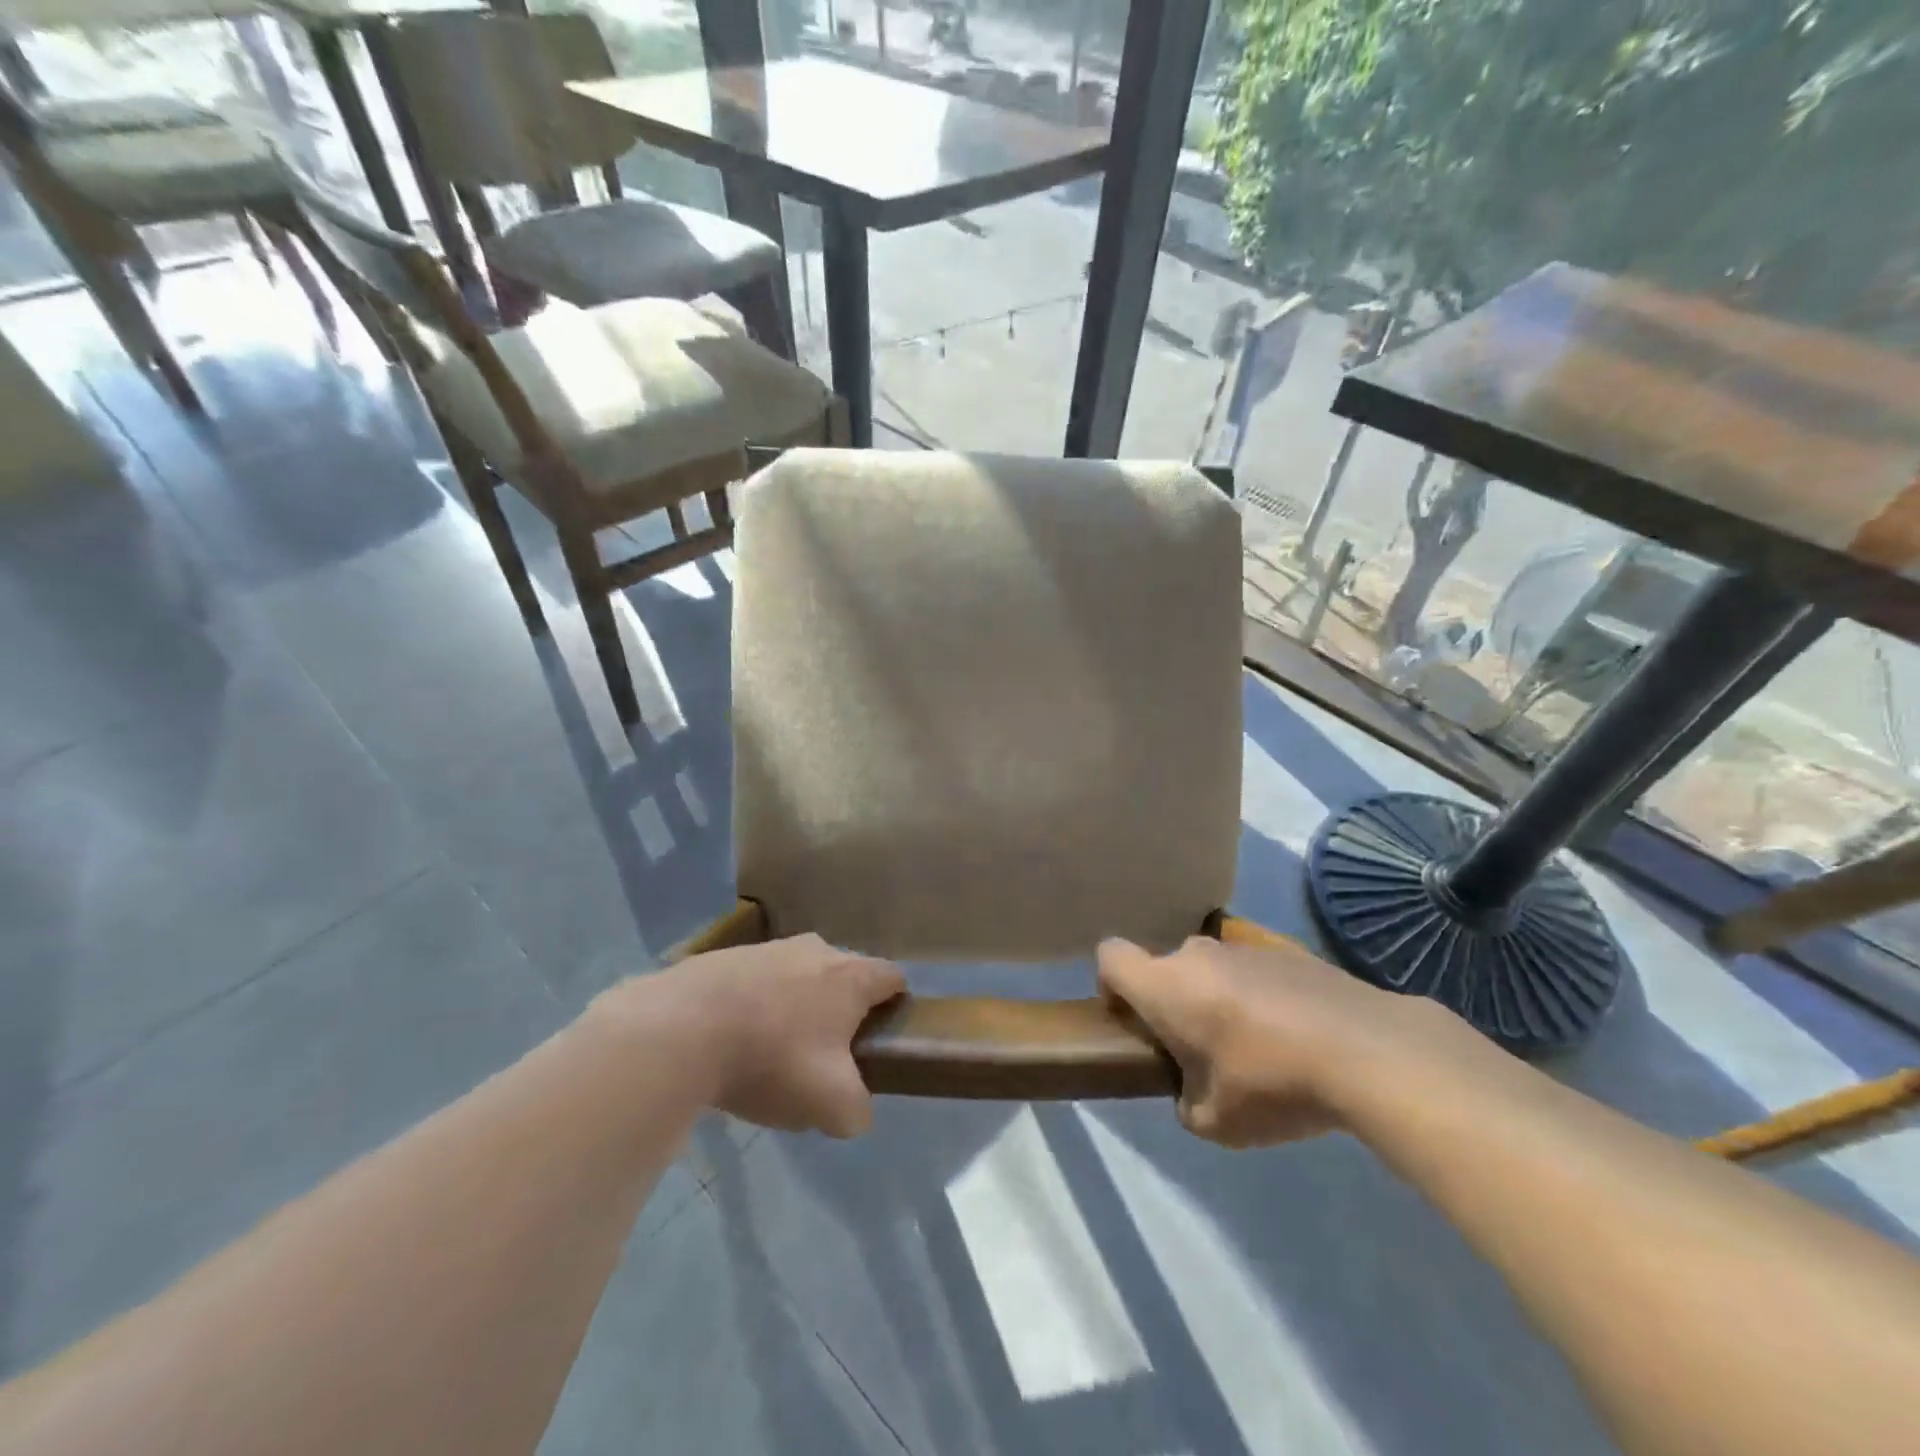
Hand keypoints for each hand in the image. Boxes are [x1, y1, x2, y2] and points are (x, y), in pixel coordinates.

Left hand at [628, 934, 904, 1137]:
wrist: (683, 1028)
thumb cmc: (772, 1059)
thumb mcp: (830, 1104)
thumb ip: (857, 1110)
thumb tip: (855, 1111)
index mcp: (851, 976)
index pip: (892, 977)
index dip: (895, 1004)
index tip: (885, 1034)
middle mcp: (817, 950)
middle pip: (845, 974)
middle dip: (843, 1008)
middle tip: (829, 1053)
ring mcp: (770, 948)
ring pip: (799, 976)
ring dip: (797, 1005)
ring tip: (776, 1051)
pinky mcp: (728, 956)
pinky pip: (758, 981)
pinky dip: (757, 1005)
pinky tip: (736, 1040)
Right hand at [1099, 934, 1454, 1147]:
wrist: (1367, 1050)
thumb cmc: (1271, 1084)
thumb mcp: (1214, 1122)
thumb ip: (1187, 1103)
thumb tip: (1193, 1093)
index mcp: (1165, 985)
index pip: (1110, 956)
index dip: (1109, 983)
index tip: (1129, 1017)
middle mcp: (1198, 955)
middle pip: (1166, 967)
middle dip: (1173, 1001)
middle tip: (1199, 1049)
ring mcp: (1246, 948)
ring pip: (1212, 969)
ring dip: (1218, 998)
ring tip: (1257, 1048)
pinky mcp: (1289, 952)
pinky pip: (1255, 972)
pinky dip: (1261, 997)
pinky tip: (1296, 1037)